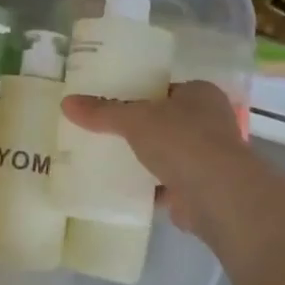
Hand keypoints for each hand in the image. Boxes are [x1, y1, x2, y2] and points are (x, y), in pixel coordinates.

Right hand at [60, 80, 259, 241]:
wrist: (217, 196)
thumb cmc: (182, 141)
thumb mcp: (134, 119)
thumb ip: (102, 112)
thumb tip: (66, 103)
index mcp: (200, 94)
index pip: (163, 89)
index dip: (137, 93)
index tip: (109, 101)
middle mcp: (209, 122)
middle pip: (163, 121)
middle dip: (137, 128)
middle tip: (101, 130)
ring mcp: (207, 158)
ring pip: (165, 153)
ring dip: (142, 158)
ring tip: (104, 157)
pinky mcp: (199, 189)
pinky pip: (165, 183)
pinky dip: (146, 186)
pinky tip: (118, 186)